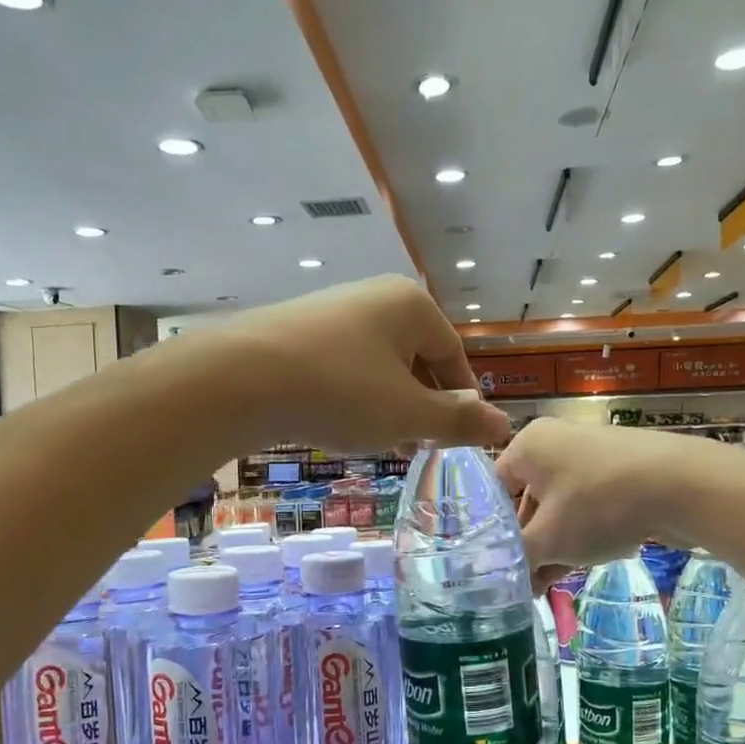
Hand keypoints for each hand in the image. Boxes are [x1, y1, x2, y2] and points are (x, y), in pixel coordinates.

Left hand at [210, 276, 514, 454]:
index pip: (454, 355)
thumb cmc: (342, 392)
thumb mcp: (409, 415)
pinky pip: (343, 366)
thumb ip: (458, 421)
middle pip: (415, 358)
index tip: (459, 436)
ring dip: (388, 406)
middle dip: (422, 405)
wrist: (241, 378)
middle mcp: (374, 298)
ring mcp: (332, 311)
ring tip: (383, 443)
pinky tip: (341, 425)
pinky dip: (353, 396)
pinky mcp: (298, 331)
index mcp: (411, 306)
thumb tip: (503, 425)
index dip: (462, 400)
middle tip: (420, 446)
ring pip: (378, 365)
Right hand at [495, 419, 710, 587]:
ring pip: (562, 507)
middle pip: (529, 500)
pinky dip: (585, 533)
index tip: (496, 565)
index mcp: (529, 445)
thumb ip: (517, 558)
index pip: (494, 490)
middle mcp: (558, 442)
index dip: (491, 531)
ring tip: (550, 585)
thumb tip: (500, 575)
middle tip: (525, 583)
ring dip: (556, 546)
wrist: (684, 485)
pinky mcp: (624, 471)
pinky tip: (585, 564)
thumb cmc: (598, 505)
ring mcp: (594, 455)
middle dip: (529, 545)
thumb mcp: (548, 540)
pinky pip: (592, 504)